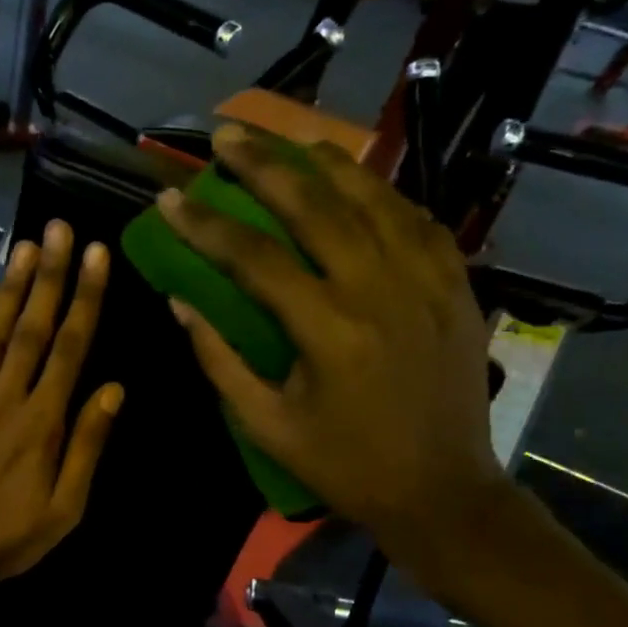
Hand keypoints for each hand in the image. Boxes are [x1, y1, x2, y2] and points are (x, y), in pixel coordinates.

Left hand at [0, 221, 123, 610]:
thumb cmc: (11, 537)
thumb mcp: (66, 506)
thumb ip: (88, 445)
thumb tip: (114, 389)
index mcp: (43, 420)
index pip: (70, 347)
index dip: (85, 298)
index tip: (96, 256)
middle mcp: (6, 398)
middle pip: (32, 328)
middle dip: (49, 276)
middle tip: (60, 229)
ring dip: (10, 290)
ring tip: (24, 248)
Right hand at [158, 125, 512, 592]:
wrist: (442, 491)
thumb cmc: (345, 466)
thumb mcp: (268, 426)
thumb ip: (220, 361)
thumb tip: (180, 303)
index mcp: (328, 330)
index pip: (254, 258)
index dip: (206, 225)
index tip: (170, 199)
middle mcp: (380, 289)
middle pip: (315, 205)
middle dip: (262, 164)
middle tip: (225, 135)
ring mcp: (427, 281)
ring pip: (372, 198)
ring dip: (324, 163)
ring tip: (286, 140)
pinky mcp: (458, 286)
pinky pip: (418, 220)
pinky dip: (382, 194)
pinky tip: (358, 184)